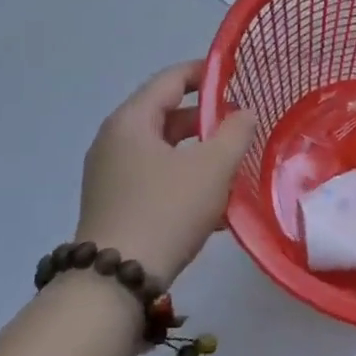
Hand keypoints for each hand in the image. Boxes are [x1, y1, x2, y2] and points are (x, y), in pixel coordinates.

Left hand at [76, 61, 256, 283]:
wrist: (115, 282)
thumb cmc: (166, 210)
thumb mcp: (212, 166)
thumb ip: (235, 132)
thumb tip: (244, 114)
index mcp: (131, 121)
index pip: (171, 80)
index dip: (205, 73)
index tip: (237, 76)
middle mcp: (114, 141)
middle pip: (167, 114)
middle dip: (207, 118)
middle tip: (243, 125)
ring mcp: (111, 175)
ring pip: (164, 150)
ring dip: (199, 152)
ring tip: (234, 164)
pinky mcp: (115, 204)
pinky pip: (156, 178)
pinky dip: (185, 178)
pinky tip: (215, 203)